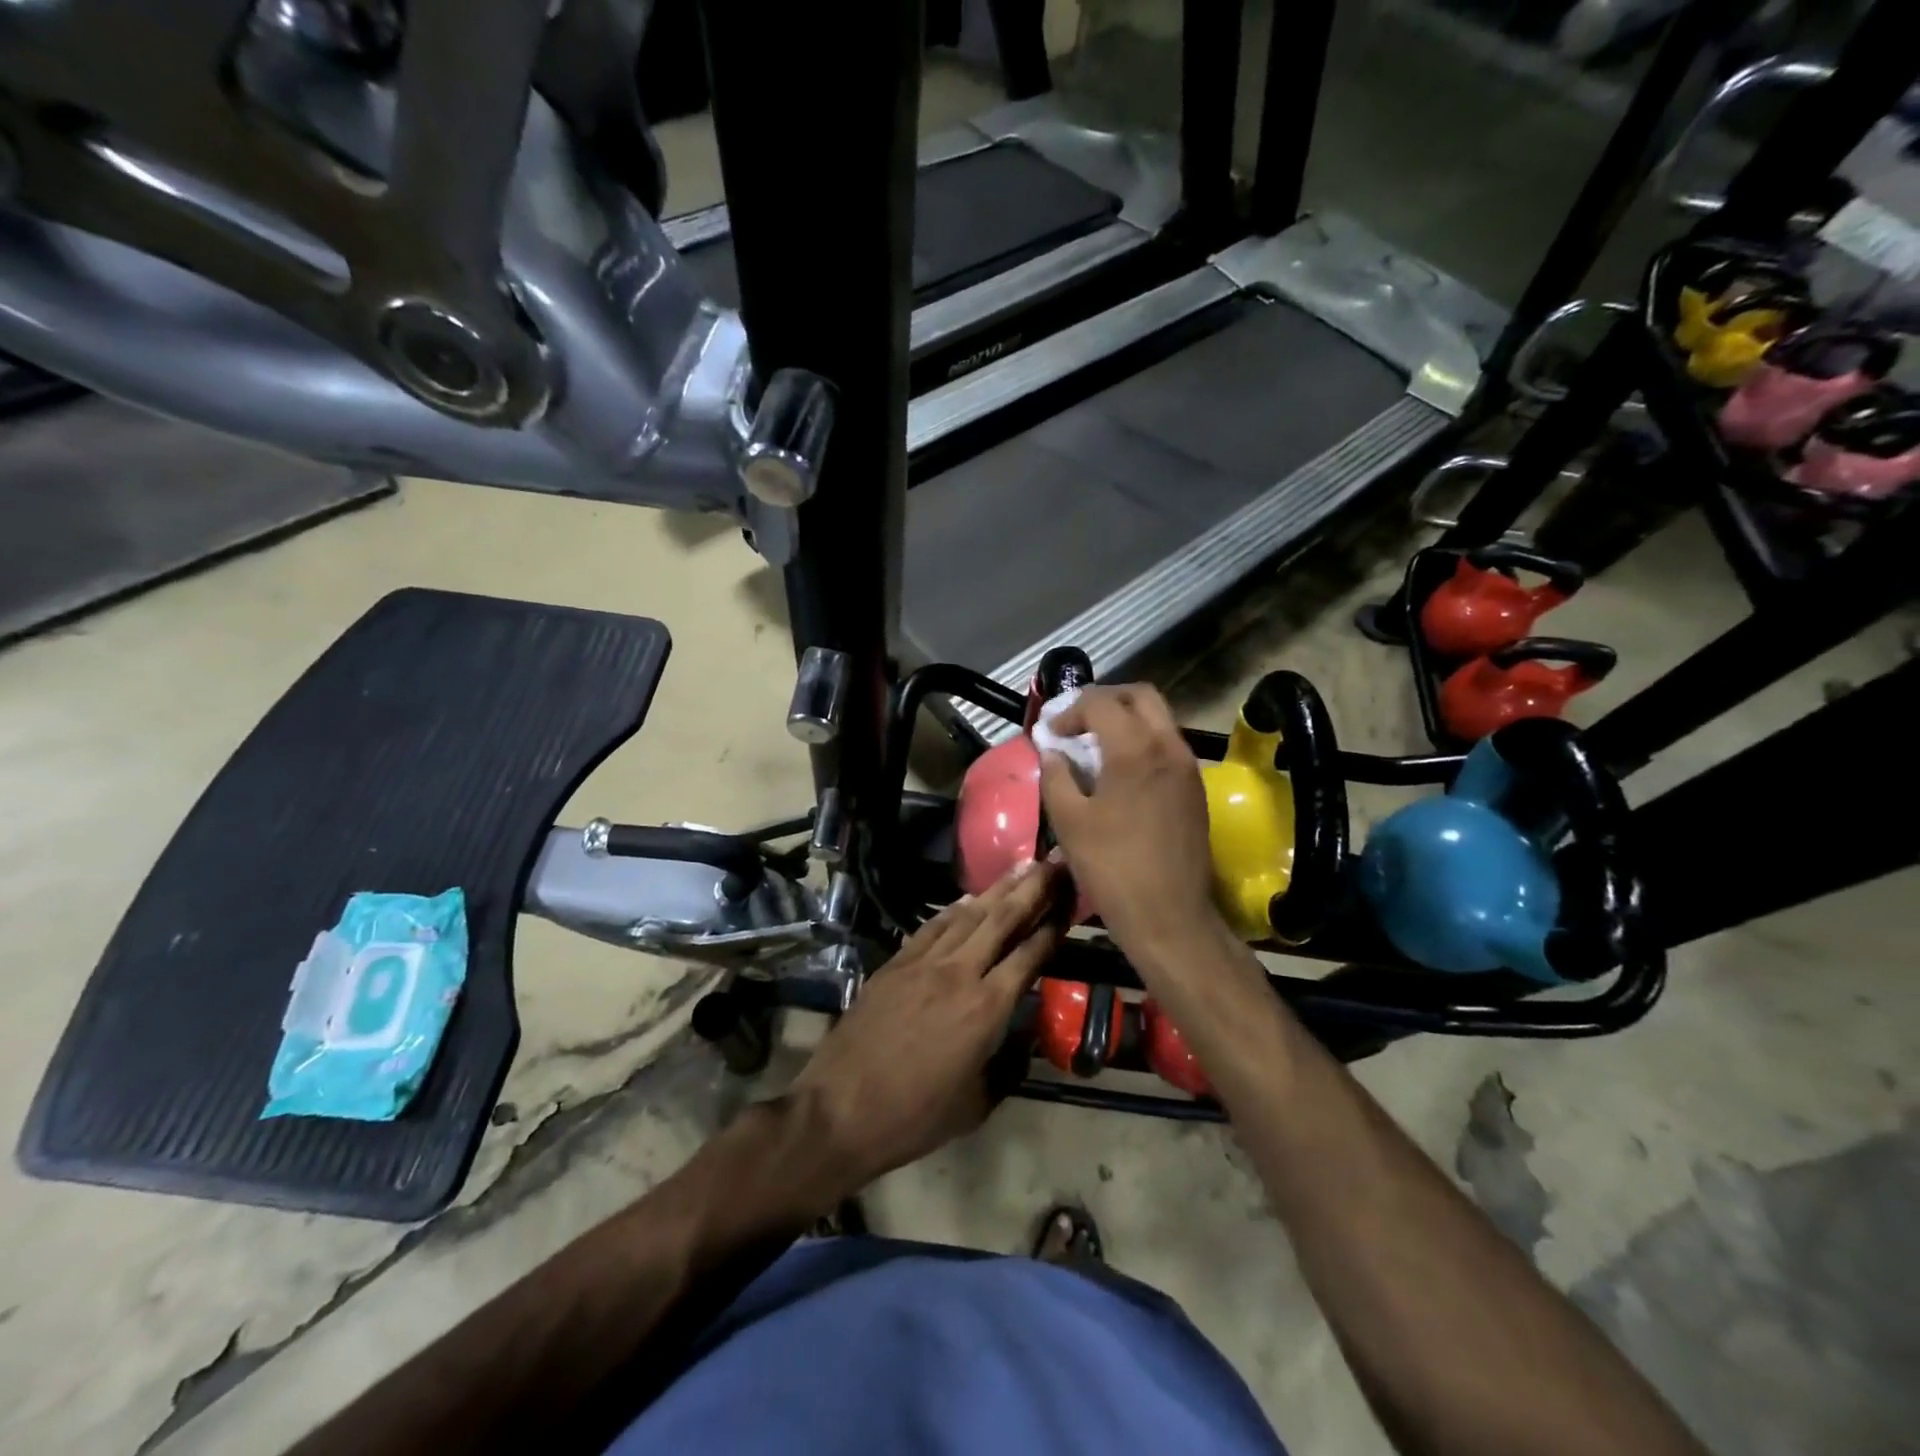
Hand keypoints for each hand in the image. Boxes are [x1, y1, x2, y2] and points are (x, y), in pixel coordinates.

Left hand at [792, 860, 1066, 1190]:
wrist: (840, 1109)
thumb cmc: (915, 1116)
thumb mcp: (976, 1104)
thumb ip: (1007, 1065)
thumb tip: (1024, 1038)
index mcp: (987, 1009)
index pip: (1029, 956)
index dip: (1052, 927)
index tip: (1069, 902)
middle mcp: (959, 973)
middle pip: (1002, 920)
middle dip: (1031, 889)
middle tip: (1054, 863)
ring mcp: (923, 963)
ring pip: (968, 915)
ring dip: (997, 889)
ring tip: (1020, 867)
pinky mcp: (895, 963)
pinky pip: (932, 927)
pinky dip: (954, 910)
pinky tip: (968, 900)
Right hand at [1038, 685, 1225, 965]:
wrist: (1170, 917)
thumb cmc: (1112, 868)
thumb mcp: (1068, 821)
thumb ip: (1056, 776)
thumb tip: (1053, 752)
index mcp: (1135, 749)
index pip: (1101, 703)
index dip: (1070, 711)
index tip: (1051, 734)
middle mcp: (1169, 746)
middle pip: (1140, 696)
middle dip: (1104, 700)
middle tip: (1077, 722)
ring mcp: (1188, 767)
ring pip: (1158, 719)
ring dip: (1125, 720)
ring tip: (1094, 746)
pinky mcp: (1195, 789)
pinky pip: (1167, 745)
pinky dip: (1142, 741)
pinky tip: (1119, 772)